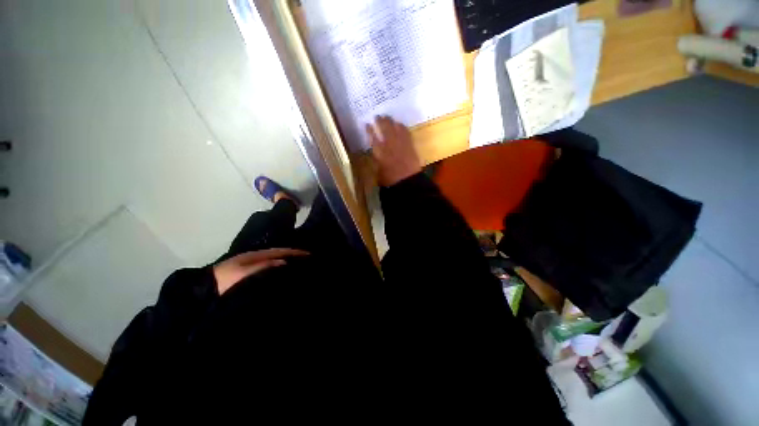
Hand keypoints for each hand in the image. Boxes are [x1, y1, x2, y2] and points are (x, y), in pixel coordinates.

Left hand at [213, 248, 309, 294]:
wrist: (203, 291)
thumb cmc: (225, 281)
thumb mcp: (244, 273)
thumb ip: (264, 267)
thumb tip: (285, 262)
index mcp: (256, 255)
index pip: (281, 251)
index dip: (295, 252)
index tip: (309, 254)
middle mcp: (256, 256)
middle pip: (280, 252)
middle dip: (294, 254)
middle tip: (308, 258)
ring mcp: (253, 263)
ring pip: (276, 258)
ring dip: (288, 259)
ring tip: (300, 263)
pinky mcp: (249, 271)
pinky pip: (270, 265)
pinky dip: (280, 265)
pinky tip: (284, 269)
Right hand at [366, 116, 421, 186]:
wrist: (408, 181)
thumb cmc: (390, 180)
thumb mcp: (378, 173)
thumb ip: (376, 162)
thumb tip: (374, 155)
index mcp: (380, 152)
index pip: (373, 138)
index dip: (369, 130)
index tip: (367, 124)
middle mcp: (389, 145)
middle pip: (384, 129)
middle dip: (380, 121)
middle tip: (377, 116)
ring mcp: (401, 143)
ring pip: (395, 128)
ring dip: (391, 121)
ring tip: (387, 116)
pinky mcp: (410, 145)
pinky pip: (405, 132)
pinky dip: (402, 127)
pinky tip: (400, 124)